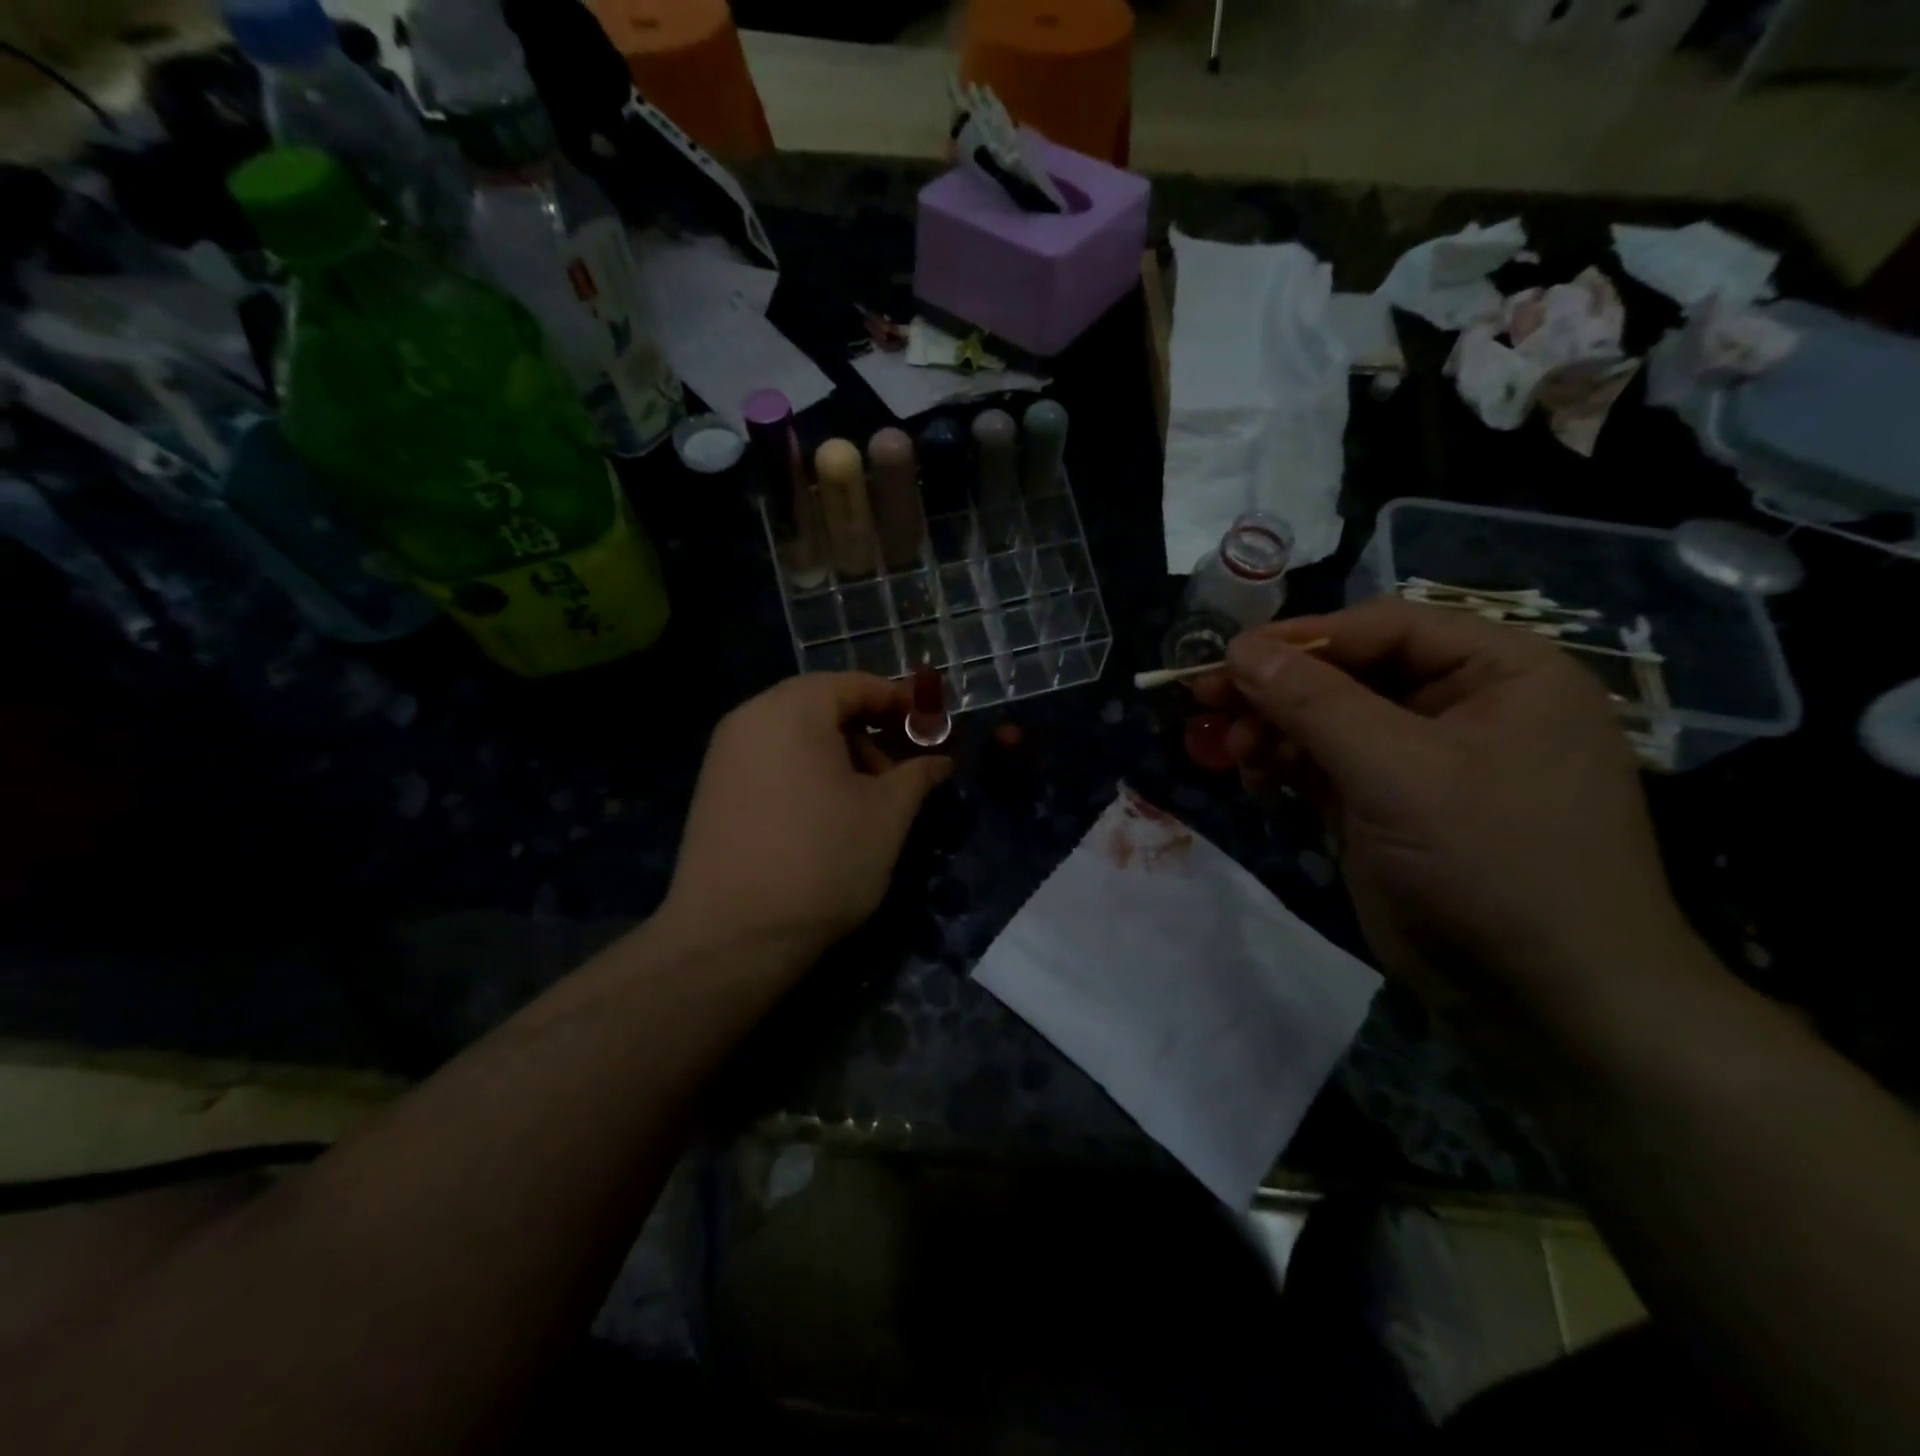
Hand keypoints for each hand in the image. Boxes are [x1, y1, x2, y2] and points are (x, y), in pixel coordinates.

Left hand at [663, 673, 951, 965]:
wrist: (732, 938)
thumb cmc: (822, 861)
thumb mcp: (887, 815)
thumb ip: (918, 774)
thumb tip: (940, 760)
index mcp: (791, 710)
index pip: (855, 684)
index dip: (900, 702)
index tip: (931, 731)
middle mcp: (749, 719)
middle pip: (823, 706)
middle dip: (871, 732)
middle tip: (902, 772)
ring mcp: (724, 755)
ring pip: (797, 735)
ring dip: (841, 754)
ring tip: (868, 800)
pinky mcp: (714, 790)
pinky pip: (772, 760)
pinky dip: (808, 772)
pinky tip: (828, 815)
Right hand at [1193, 599, 1690, 1009]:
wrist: (1543, 1002)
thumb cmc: (1491, 863)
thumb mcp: (1398, 772)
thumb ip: (1314, 703)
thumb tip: (1240, 649)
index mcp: (1499, 672)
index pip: (1383, 628)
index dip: (1301, 638)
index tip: (1226, 657)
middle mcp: (1463, 705)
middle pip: (1348, 674)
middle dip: (1277, 691)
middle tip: (1205, 702)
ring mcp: (1423, 760)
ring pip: (1328, 722)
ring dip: (1273, 731)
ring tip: (1229, 751)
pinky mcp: (1389, 807)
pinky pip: (1326, 767)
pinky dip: (1285, 768)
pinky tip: (1255, 780)